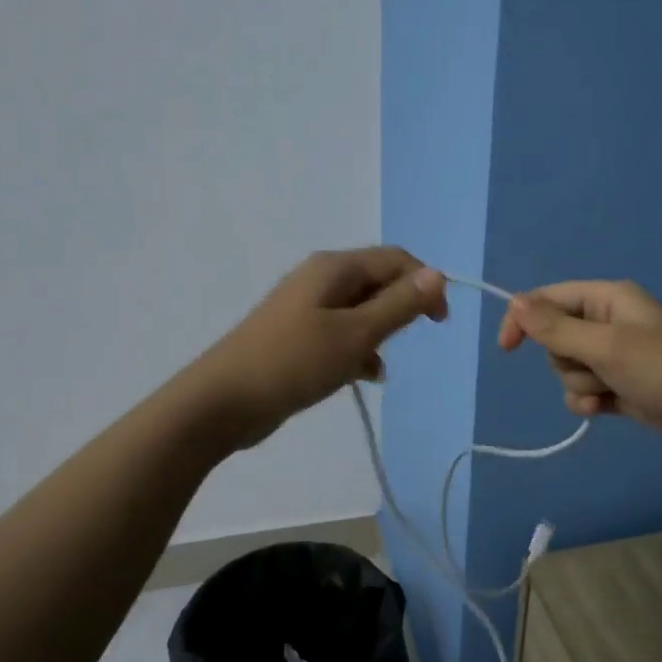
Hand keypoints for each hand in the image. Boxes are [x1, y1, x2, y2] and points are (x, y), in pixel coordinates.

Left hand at [189, 248, 447, 449]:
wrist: (222, 401)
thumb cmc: (293, 363)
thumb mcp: (355, 335)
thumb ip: (398, 305)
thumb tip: (437, 273)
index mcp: (334, 268)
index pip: (395, 259)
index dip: (425, 283)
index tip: (439, 322)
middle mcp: (320, 279)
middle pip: (377, 282)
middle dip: (400, 309)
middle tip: (406, 343)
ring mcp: (305, 308)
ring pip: (360, 311)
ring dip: (379, 334)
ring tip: (379, 365)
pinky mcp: (297, 336)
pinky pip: (340, 333)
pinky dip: (357, 350)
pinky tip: (363, 376)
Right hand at [497, 280, 661, 457]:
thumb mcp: (607, 346)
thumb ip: (556, 328)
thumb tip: (515, 302)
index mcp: (608, 298)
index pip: (548, 299)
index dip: (523, 320)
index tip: (506, 349)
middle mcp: (609, 322)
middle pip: (556, 339)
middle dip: (565, 361)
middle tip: (596, 369)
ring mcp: (617, 356)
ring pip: (569, 368)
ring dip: (580, 385)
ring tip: (609, 393)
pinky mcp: (623, 386)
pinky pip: (586, 389)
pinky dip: (590, 400)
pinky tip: (606, 409)